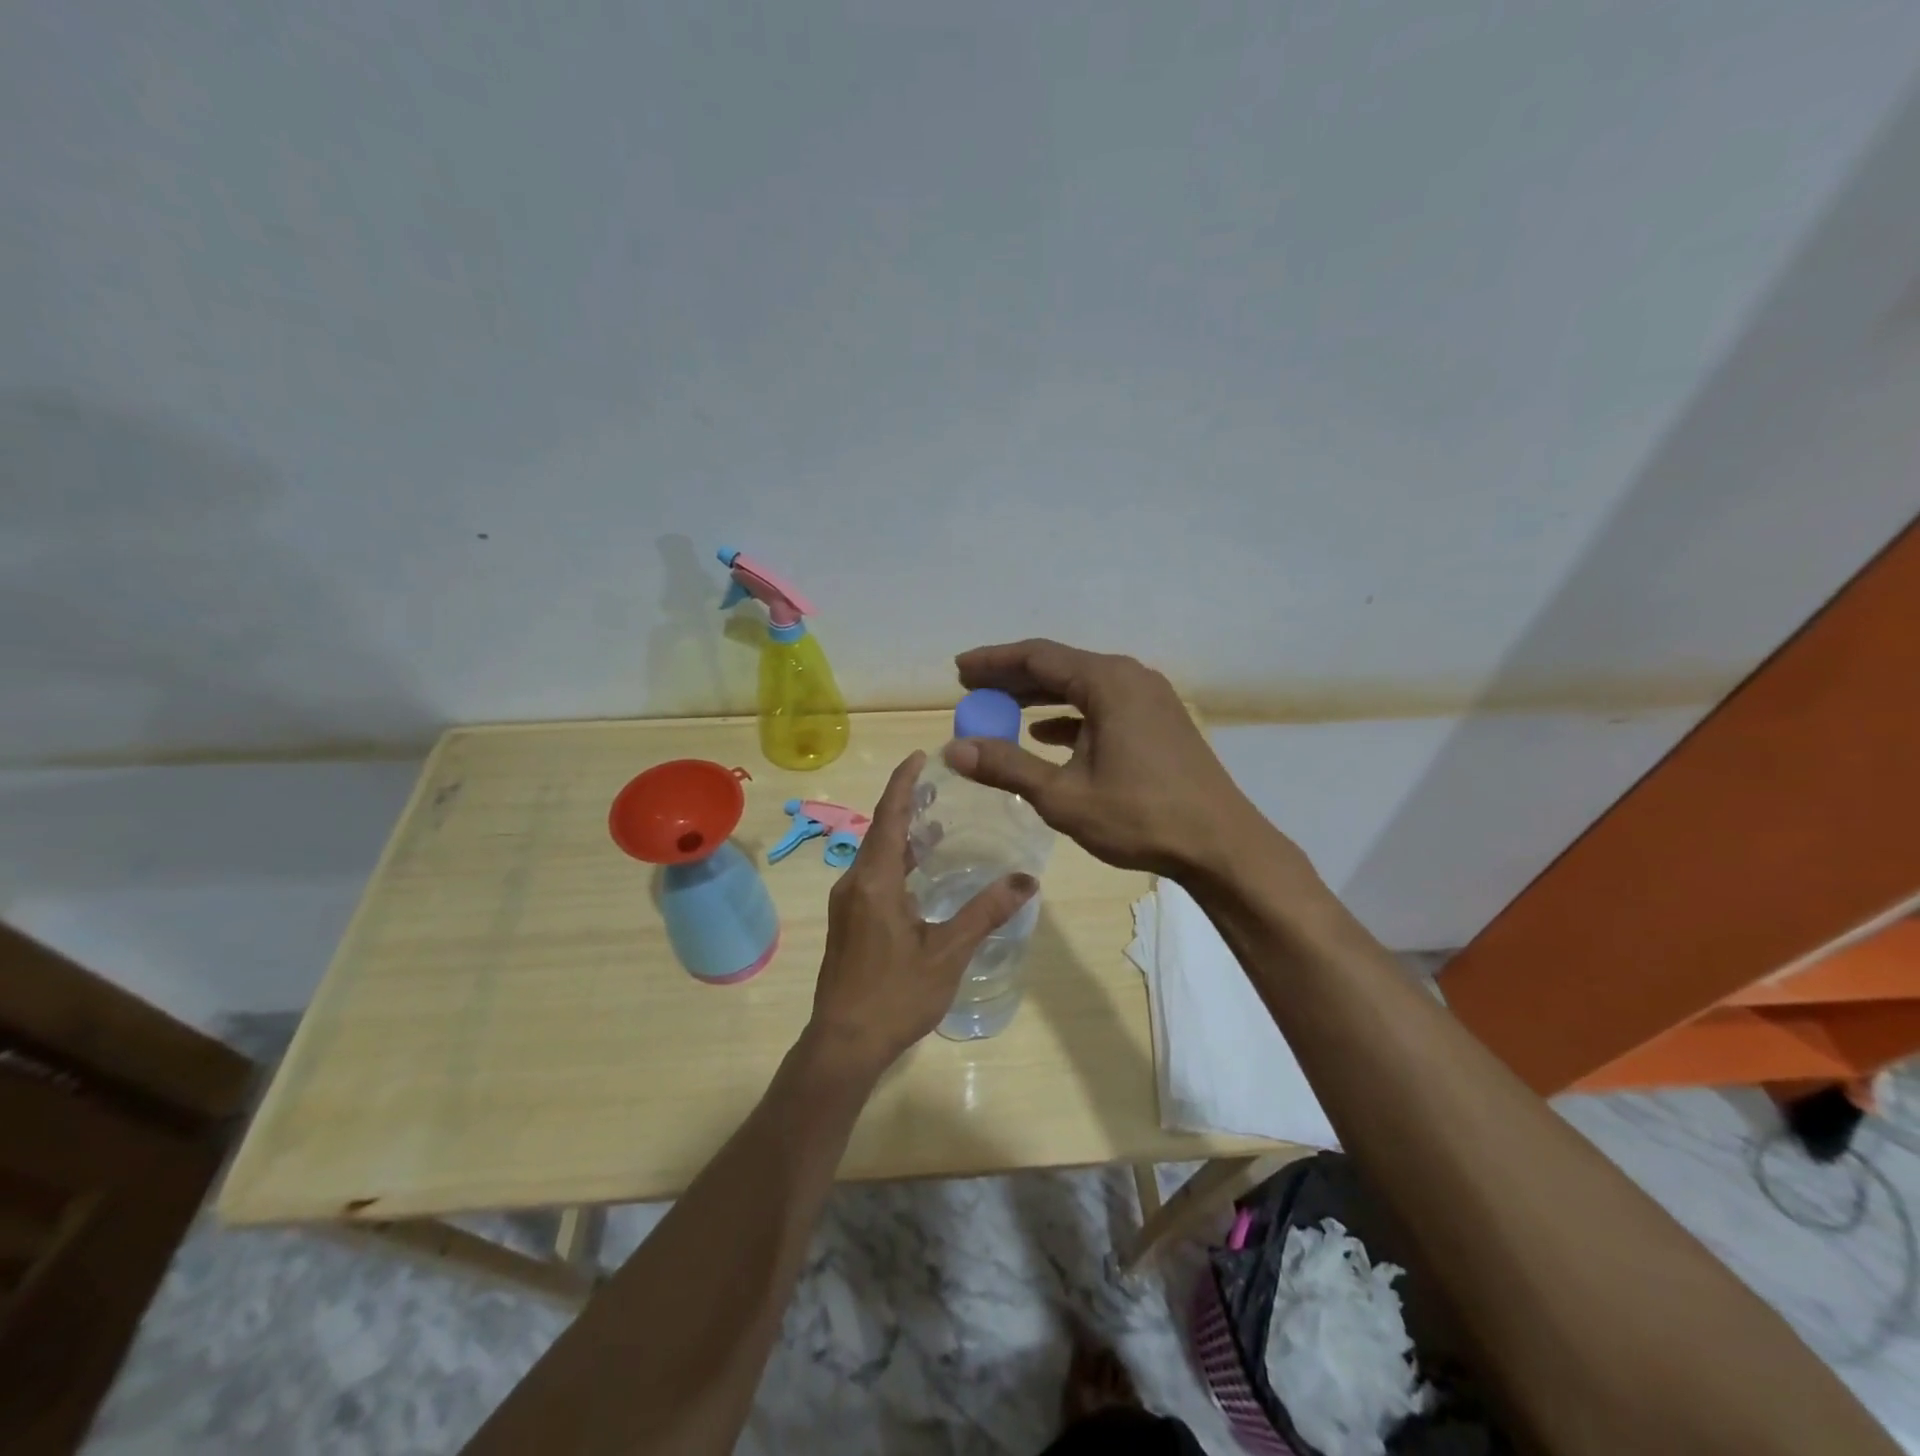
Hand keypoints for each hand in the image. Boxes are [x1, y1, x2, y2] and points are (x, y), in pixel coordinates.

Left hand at [807, 750, 1037, 1073]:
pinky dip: (897, 862)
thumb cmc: (896, 995)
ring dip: (902, 835)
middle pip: (881, 830)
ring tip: (934, 821)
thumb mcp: (948, 953)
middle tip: (938, 785)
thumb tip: (1027, 880)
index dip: (904, 783)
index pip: (889, 816)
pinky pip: (873, 875)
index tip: (920, 756)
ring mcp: (848, 904)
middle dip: (906, 804)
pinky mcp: (849, 923)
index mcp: (875, 881)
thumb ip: (985, 912)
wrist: (843, 1043)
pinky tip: (919, 873)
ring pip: (876, 855)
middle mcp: (855, 883)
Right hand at [946, 639, 1276, 880]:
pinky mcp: (1158, 722)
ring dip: (1039, 698)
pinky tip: (1045, 735)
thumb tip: (954, 750)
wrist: (1220, 844)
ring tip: (999, 710)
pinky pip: (1102, 706)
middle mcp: (1130, 678)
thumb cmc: (1140, 816)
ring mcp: (1149, 699)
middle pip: (1059, 667)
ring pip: (1081, 687)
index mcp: (1108, 682)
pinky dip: (1069, 716)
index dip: (993, 662)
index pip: (1037, 656)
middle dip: (1012, 679)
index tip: (959, 670)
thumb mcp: (1063, 795)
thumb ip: (1008, 767)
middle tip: (972, 690)